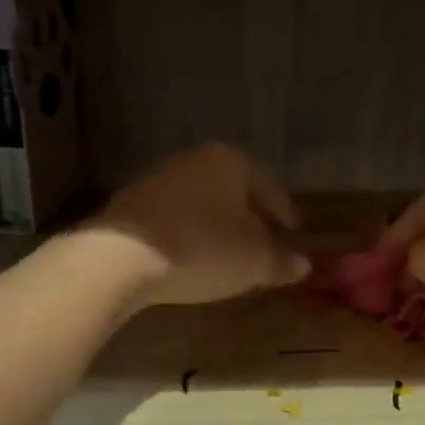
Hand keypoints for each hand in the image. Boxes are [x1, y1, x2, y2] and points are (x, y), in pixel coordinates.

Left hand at [94, 143, 310, 305]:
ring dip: (219, 227)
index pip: (270, 189)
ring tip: (228, 255)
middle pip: (235, 192)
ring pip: (204, 203)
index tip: (294, 233)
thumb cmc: (204, 249)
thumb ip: (283, 262)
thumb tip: (303, 264)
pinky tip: (193, 257)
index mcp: (232, 162)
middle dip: (251, 218)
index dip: (286, 214)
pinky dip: (191, 234)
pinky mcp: (132, 204)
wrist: (121, 257)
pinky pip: (176, 218)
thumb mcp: (255, 262)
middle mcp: (195, 160)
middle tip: (264, 245)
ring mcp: (159, 179)